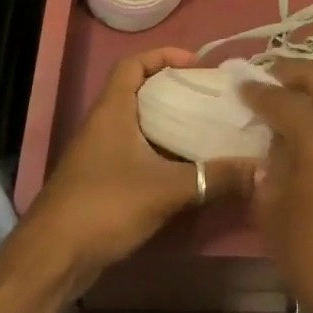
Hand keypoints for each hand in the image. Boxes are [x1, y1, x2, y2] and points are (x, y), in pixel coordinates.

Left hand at [26, 48, 256, 287]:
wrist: (52, 257)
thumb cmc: (105, 205)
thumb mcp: (166, 189)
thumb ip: (213, 177)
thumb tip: (260, 168)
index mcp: (112, 110)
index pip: (133, 64)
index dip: (163, 55)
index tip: (196, 64)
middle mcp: (103, 125)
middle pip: (139, 92)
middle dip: (174, 91)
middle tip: (210, 99)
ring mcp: (98, 154)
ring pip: (138, 125)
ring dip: (168, 124)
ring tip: (206, 130)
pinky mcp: (100, 182)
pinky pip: (135, 153)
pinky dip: (159, 153)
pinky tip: (186, 169)